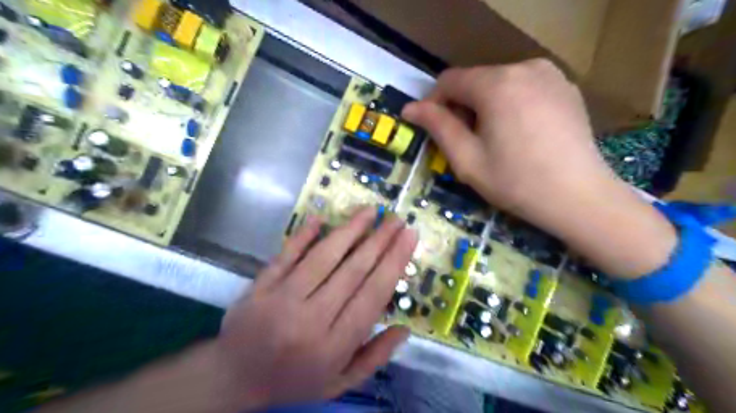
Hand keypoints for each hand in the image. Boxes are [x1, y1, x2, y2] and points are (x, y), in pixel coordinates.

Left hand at [216, 208, 415, 410]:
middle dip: (379, 240)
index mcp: (333, 345)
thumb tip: (405, 329)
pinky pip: (286, 255)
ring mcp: (281, 299)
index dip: (393, 262)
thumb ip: (374, 357)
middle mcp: (310, 319)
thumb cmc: (293, 380)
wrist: (234, 378)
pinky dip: (303, 235)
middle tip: (396, 219)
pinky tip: (320, 218)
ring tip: (370, 211)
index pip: (372, 295)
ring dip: (349, 230)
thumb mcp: (339, 382)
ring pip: (322, 257)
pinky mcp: (260, 286)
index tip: (409, 237)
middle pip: (352, 271)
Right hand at [404, 59, 674, 276]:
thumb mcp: (467, 159)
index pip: (449, 80)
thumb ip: (437, 127)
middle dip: (461, 107)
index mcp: (496, 84)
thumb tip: (410, 108)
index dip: (434, 103)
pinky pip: (523, 87)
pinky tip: (517, 133)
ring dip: (484, 106)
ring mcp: (550, 74)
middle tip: (464, 142)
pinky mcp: (565, 86)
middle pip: (475, 80)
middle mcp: (524, 67)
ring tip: (492, 140)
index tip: (432, 129)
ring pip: (498, 83)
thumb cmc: (516, 182)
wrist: (580, 198)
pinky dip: (509, 104)